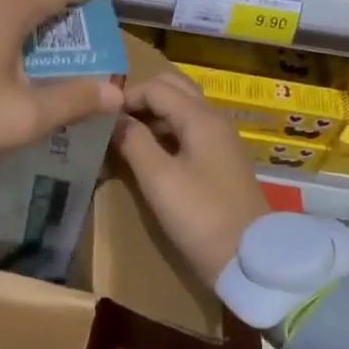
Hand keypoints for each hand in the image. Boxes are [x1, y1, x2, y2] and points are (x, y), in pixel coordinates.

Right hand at [113, 71, 268, 285]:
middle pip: (172, 89)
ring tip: (123, 135)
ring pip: (181, 108)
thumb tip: (113, 118)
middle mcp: (213, 119)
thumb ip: (133, 141)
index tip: (98, 116)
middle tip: (112, 120)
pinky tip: (146, 152)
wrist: (250, 260)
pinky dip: (164, 130)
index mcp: (200, 118)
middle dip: (141, 98)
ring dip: (152, 114)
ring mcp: (219, 140)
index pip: (155, 87)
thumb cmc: (201, 216)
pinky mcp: (220, 160)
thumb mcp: (159, 179)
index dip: (125, 96)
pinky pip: (187, 129)